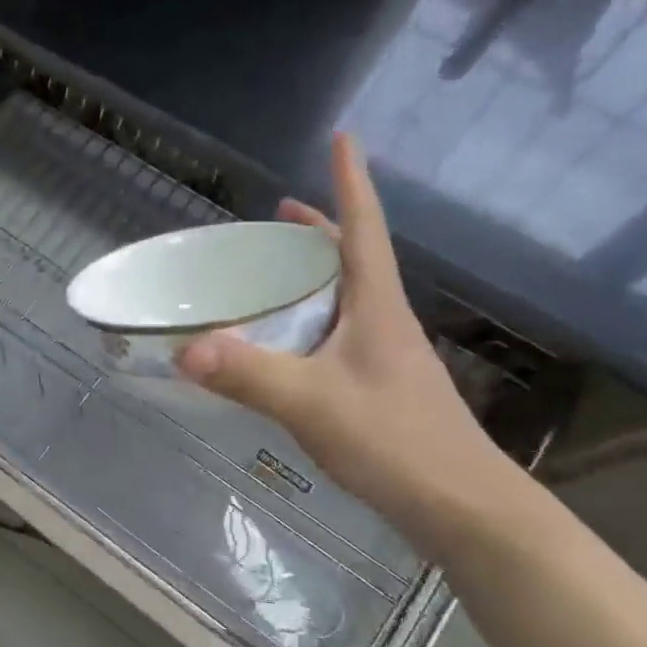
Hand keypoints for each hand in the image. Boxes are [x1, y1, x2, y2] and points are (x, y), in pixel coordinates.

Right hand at [179, 134, 516, 541]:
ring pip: (344, 297)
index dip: (351, 180)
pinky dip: (308, 320)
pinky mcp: (377, 387)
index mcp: (375, 306)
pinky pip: (336, 334)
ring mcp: (384, 355)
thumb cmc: (396, 442)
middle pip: (352, 257)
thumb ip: (249, 375)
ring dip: (312, 274)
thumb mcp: (313, 404)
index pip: (364, 227)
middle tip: (278, 212)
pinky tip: (285, 344)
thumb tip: (184, 349)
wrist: (462, 510)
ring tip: (273, 270)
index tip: (344, 136)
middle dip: (318, 227)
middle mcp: (382, 320)